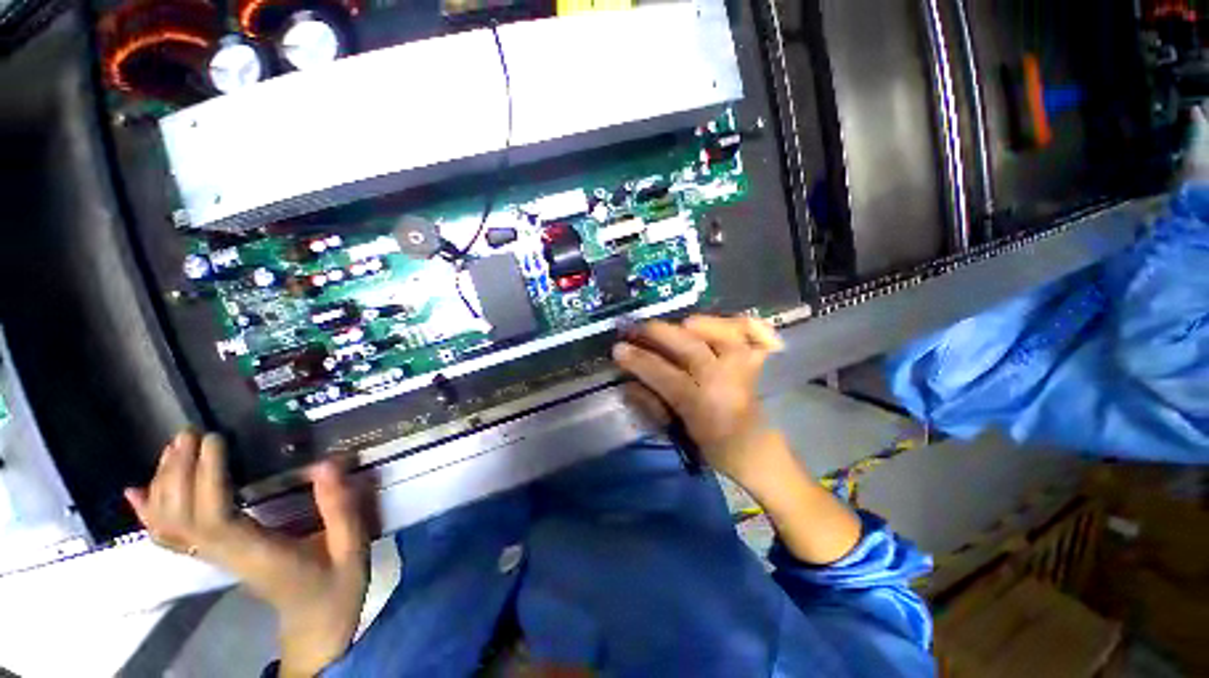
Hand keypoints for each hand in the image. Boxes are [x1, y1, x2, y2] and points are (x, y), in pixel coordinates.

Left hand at [125, 430, 368, 677]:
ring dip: (165, 484)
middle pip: (182, 518)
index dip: (207, 479)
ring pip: (170, 525)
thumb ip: (341, 509)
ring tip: (174, 447)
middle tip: (189, 433)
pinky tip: (139, 491)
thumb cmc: (337, 587)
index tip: (215, 440)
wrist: (317, 625)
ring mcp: (216, 559)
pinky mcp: (216, 556)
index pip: (215, 518)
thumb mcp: (352, 550)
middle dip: (178, 473)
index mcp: (258, 555)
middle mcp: (226, 556)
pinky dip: (150, 513)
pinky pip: (171, 537)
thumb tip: (328, 464)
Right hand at [615, 315, 862, 563]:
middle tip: (637, 328)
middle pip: (691, 348)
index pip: (666, 376)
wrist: (759, 452)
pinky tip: (721, 325)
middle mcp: (728, 381)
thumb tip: (628, 381)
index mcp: (705, 407)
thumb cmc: (714, 449)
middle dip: (659, 333)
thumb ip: (652, 404)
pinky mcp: (761, 360)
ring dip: (695, 323)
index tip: (618, 349)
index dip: (640, 360)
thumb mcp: (678, 433)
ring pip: (723, 332)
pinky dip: (736, 321)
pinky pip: (753, 330)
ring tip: (675, 325)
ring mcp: (749, 367)